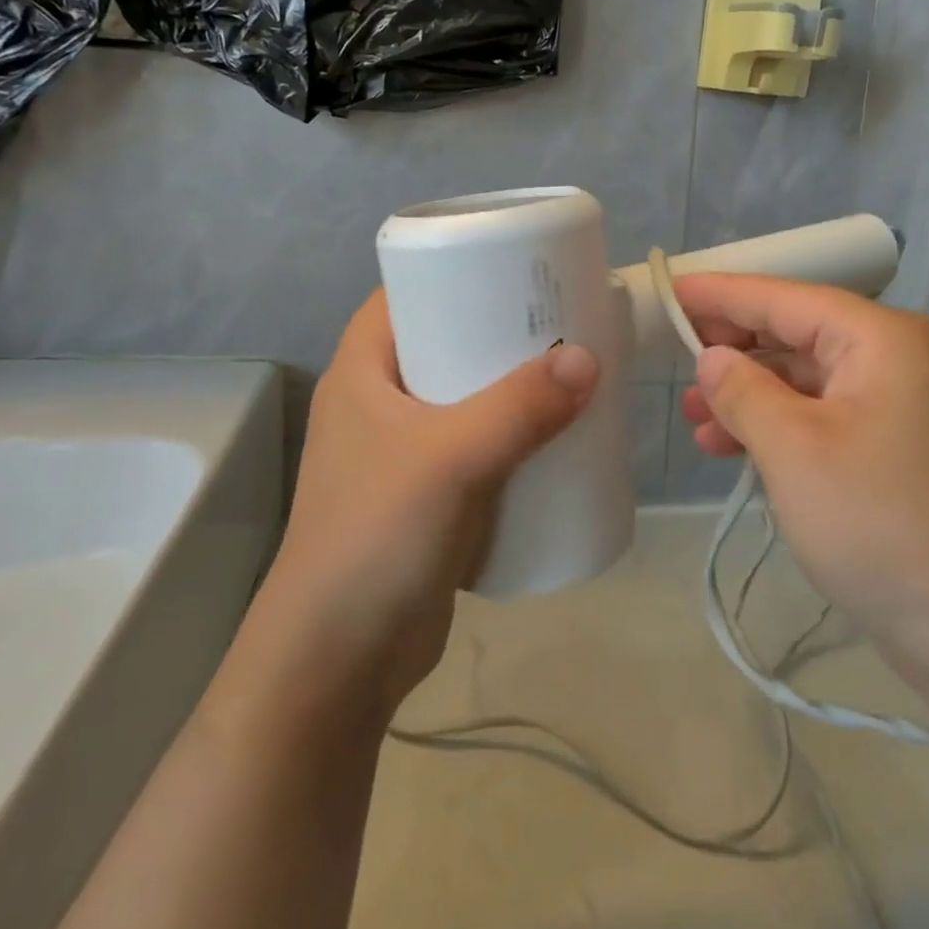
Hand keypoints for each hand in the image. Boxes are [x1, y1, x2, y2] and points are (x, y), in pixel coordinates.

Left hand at [261, 290, 598, 719]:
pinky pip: (481, 443)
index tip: (520, 265)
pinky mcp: (431, 494)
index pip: (408, 292)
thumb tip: (588, 359)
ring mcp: (405, 450)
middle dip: (504, 330)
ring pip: (469, 395)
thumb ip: (519, 407)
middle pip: (449, 340)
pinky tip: (559, 432)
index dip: (458, 269)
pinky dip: (516, 433)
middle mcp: (381, 401)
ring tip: (575, 368)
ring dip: (516, 385)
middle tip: (565, 317)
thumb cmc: (377, 538)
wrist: (340, 662)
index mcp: (362, 371)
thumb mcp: (450, 459)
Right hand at [675, 274, 928, 706]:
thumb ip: (743, 390)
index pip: (785, 298)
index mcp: (882, 338)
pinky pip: (825, 420)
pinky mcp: (900, 454)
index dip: (721, 293)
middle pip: (799, 336)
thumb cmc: (883, 523)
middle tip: (677, 365)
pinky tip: (737, 452)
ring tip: (695, 421)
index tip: (669, 288)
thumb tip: (714, 356)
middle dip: (735, 351)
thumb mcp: (794, 449)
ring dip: (751, 397)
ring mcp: (904, 409)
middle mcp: (899, 360)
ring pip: (808, 383)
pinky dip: (780, 430)